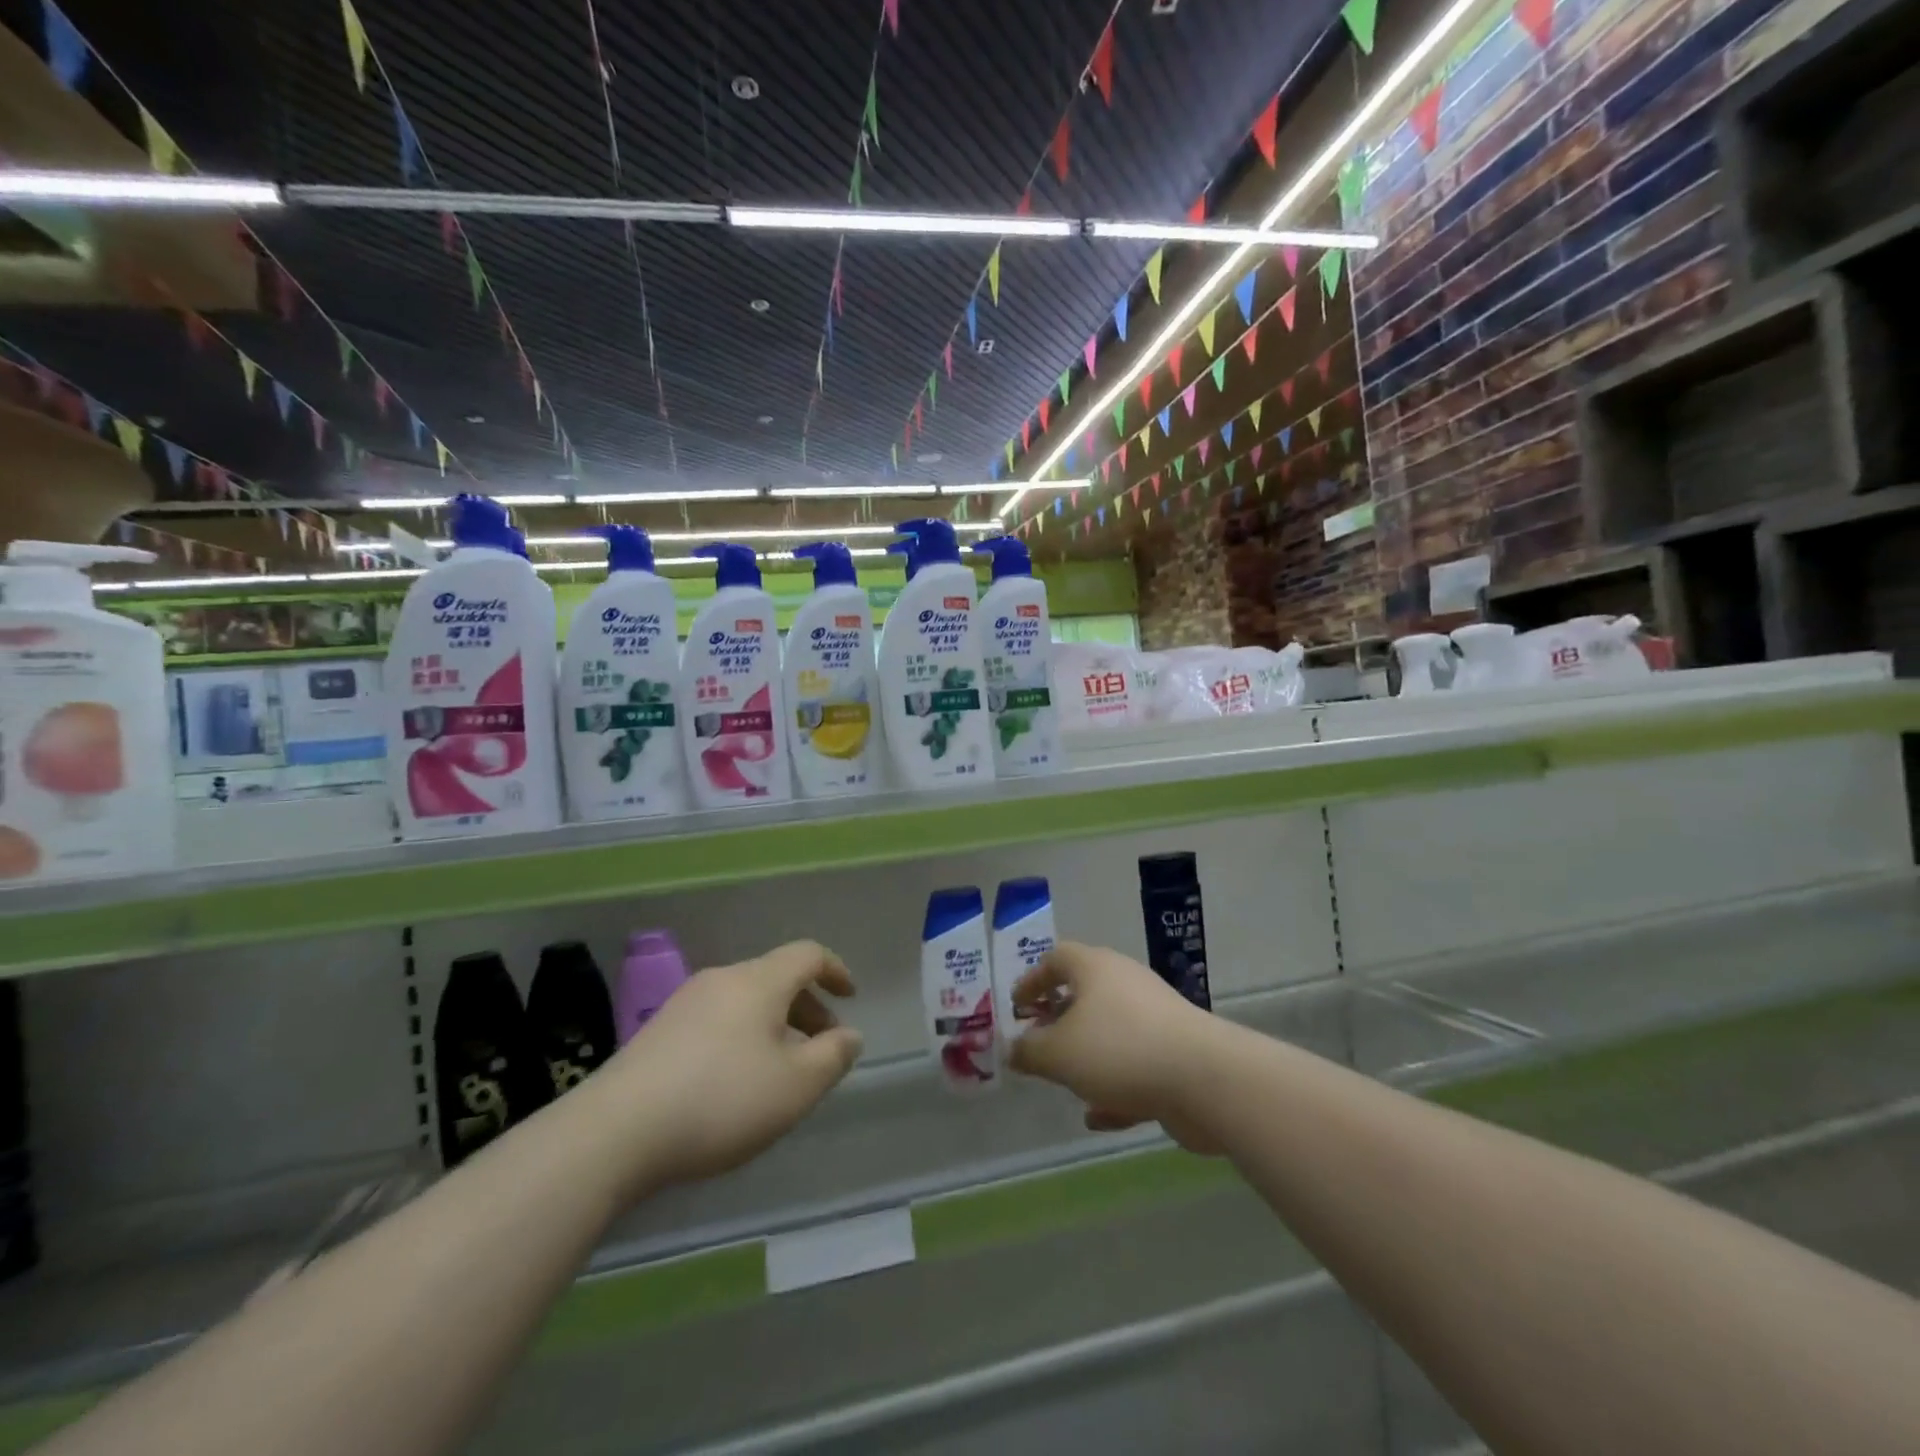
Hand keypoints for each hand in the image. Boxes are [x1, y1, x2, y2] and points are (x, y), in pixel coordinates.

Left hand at [597, 941, 862, 1195]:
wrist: (614, 1132)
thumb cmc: (720, 1101)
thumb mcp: (795, 1087)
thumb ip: (832, 1057)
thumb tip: (849, 1035)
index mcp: (759, 982)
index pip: (807, 954)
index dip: (835, 970)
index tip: (850, 997)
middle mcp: (722, 980)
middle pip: (776, 978)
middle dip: (807, 1007)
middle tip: (821, 1048)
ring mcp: (685, 1003)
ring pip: (746, 1000)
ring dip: (775, 1025)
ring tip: (780, 1071)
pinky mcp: (658, 1032)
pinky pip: (717, 1019)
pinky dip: (742, 1036)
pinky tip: (735, 1082)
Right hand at [1009, 941, 1222, 1151]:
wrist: (1205, 1079)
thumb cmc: (1119, 1050)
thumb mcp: (1058, 1053)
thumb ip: (1030, 1051)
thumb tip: (1013, 1048)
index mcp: (1095, 968)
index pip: (1057, 958)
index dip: (1033, 980)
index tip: (1017, 1008)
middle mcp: (1125, 984)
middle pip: (1085, 994)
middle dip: (1058, 1020)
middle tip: (1037, 1044)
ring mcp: (1154, 1019)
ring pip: (1110, 1032)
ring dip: (1086, 1055)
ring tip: (1064, 1082)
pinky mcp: (1175, 1054)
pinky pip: (1134, 1066)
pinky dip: (1113, 1087)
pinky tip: (1097, 1117)